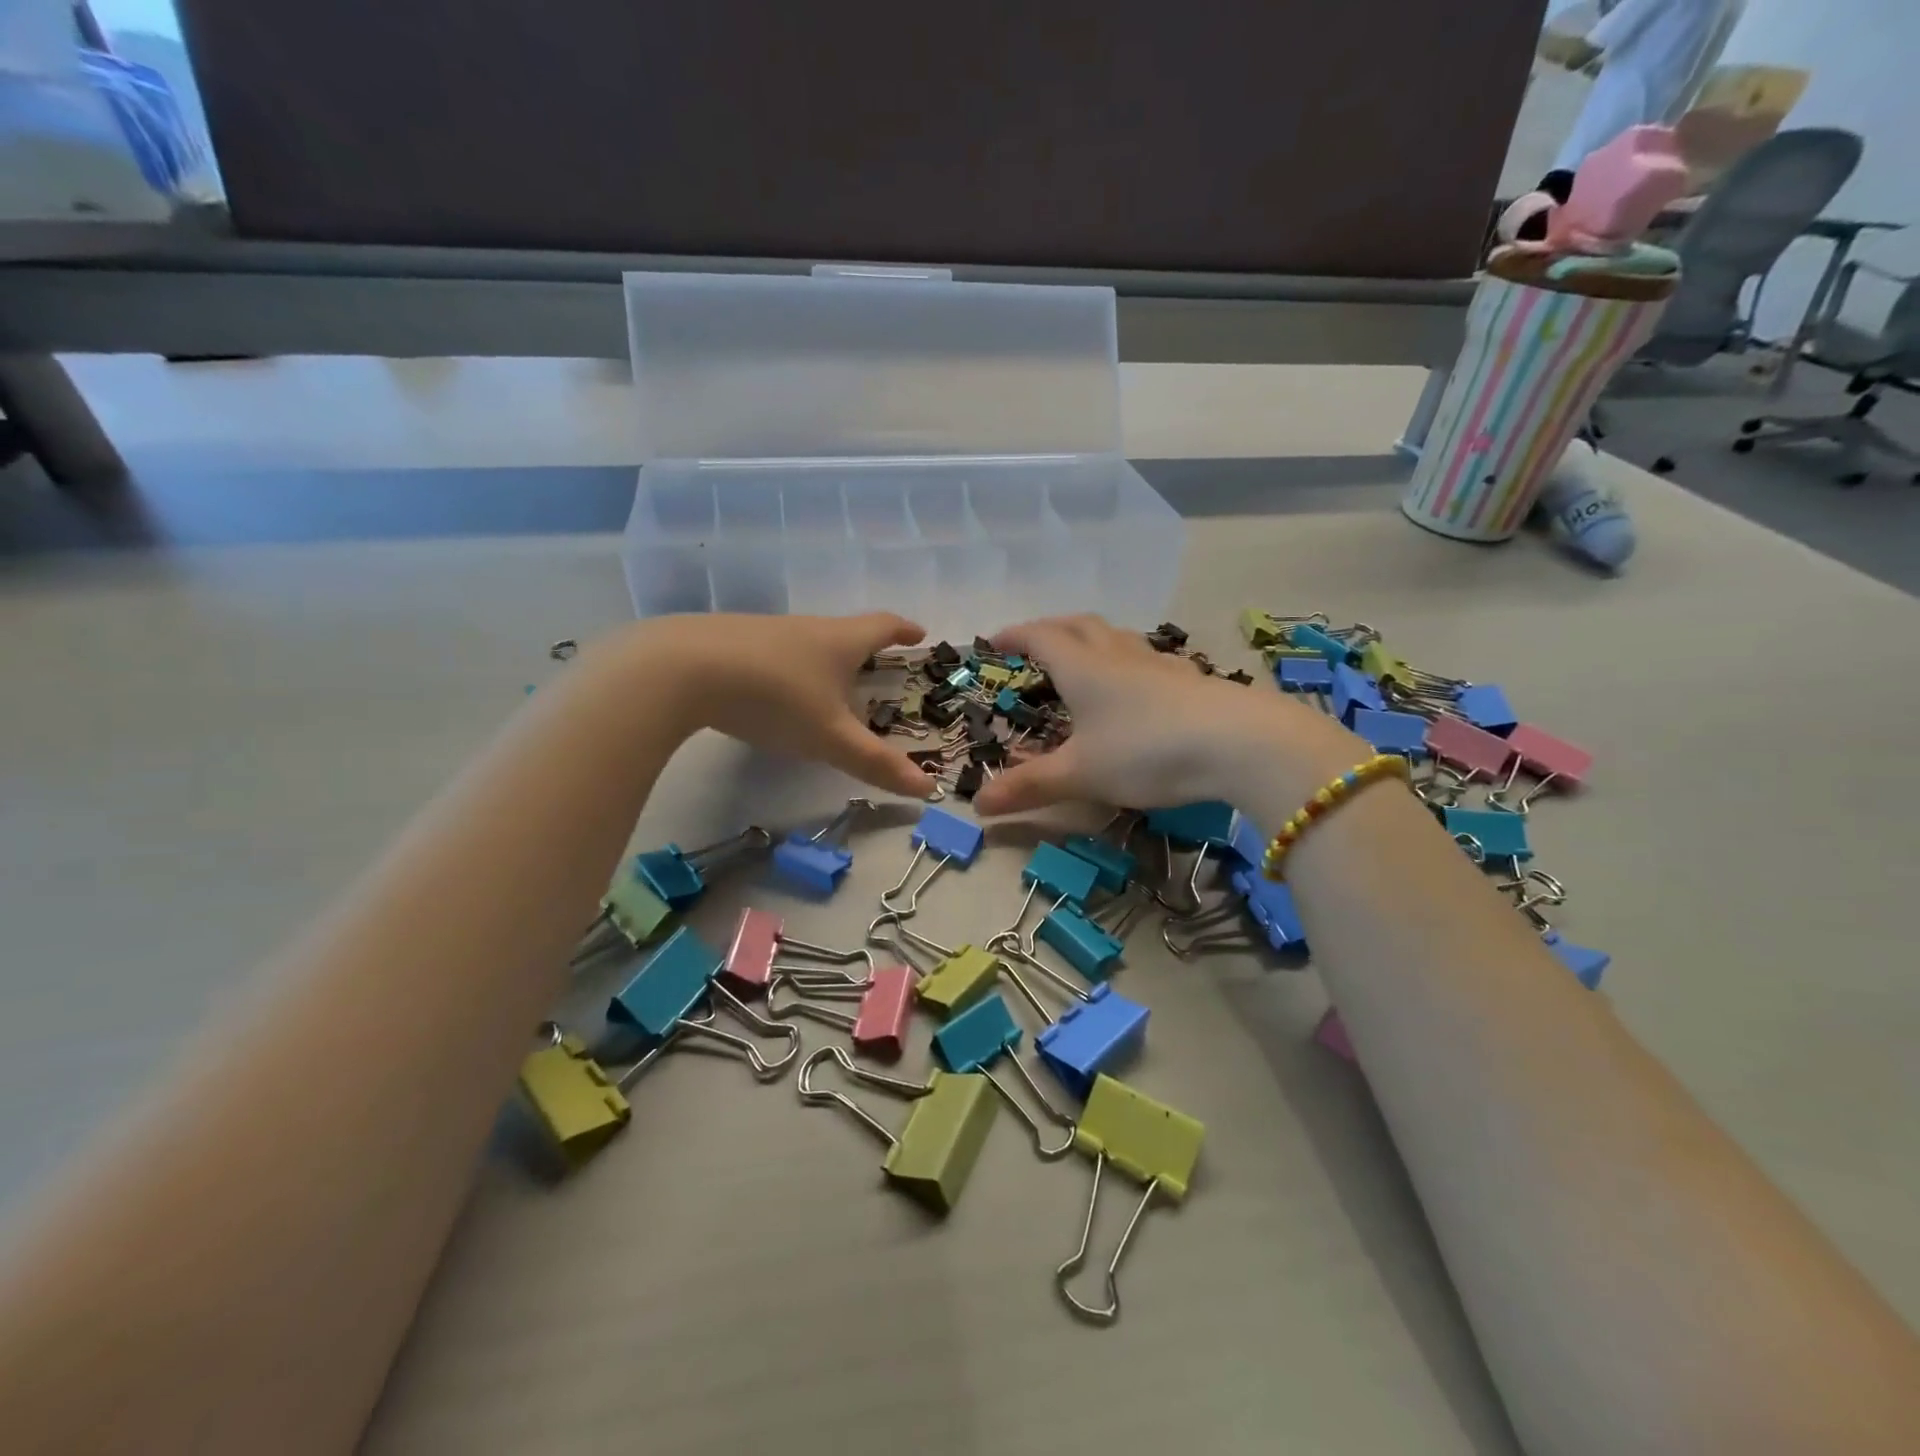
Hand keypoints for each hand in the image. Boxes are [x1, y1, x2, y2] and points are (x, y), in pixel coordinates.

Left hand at [631, 612, 933, 797]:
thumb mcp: (830, 738)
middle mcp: (805, 628)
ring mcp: (763, 631)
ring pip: (805, 642)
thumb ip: (876, 764)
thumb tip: (930, 788)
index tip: (919, 634)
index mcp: (839, 641)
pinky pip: (770, 653)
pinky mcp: (727, 641)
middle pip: (843, 632)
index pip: (882, 626)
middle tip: (876, 667)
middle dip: (864, 649)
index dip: (904, 631)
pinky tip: (771, 690)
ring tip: (825, 684)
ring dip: (822, 659)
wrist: (680, 668)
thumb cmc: (775, 698)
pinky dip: (785, 668)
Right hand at [971, 615, 1361, 815]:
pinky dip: (1128, 662)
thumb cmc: (1146, 751)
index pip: (1041, 638)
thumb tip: (977, 806)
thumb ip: (1030, 787)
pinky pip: (1148, 660)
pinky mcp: (1191, 681)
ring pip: (1118, 638)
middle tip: (1033, 642)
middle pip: (1080, 626)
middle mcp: (1119, 656)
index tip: (993, 640)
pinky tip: (1138, 686)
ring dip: (1092, 640)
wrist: (1240, 744)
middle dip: (1051, 629)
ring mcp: (1160, 665)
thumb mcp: (1081, 775)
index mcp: (1084, 669)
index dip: (1015, 636)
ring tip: (1083, 658)